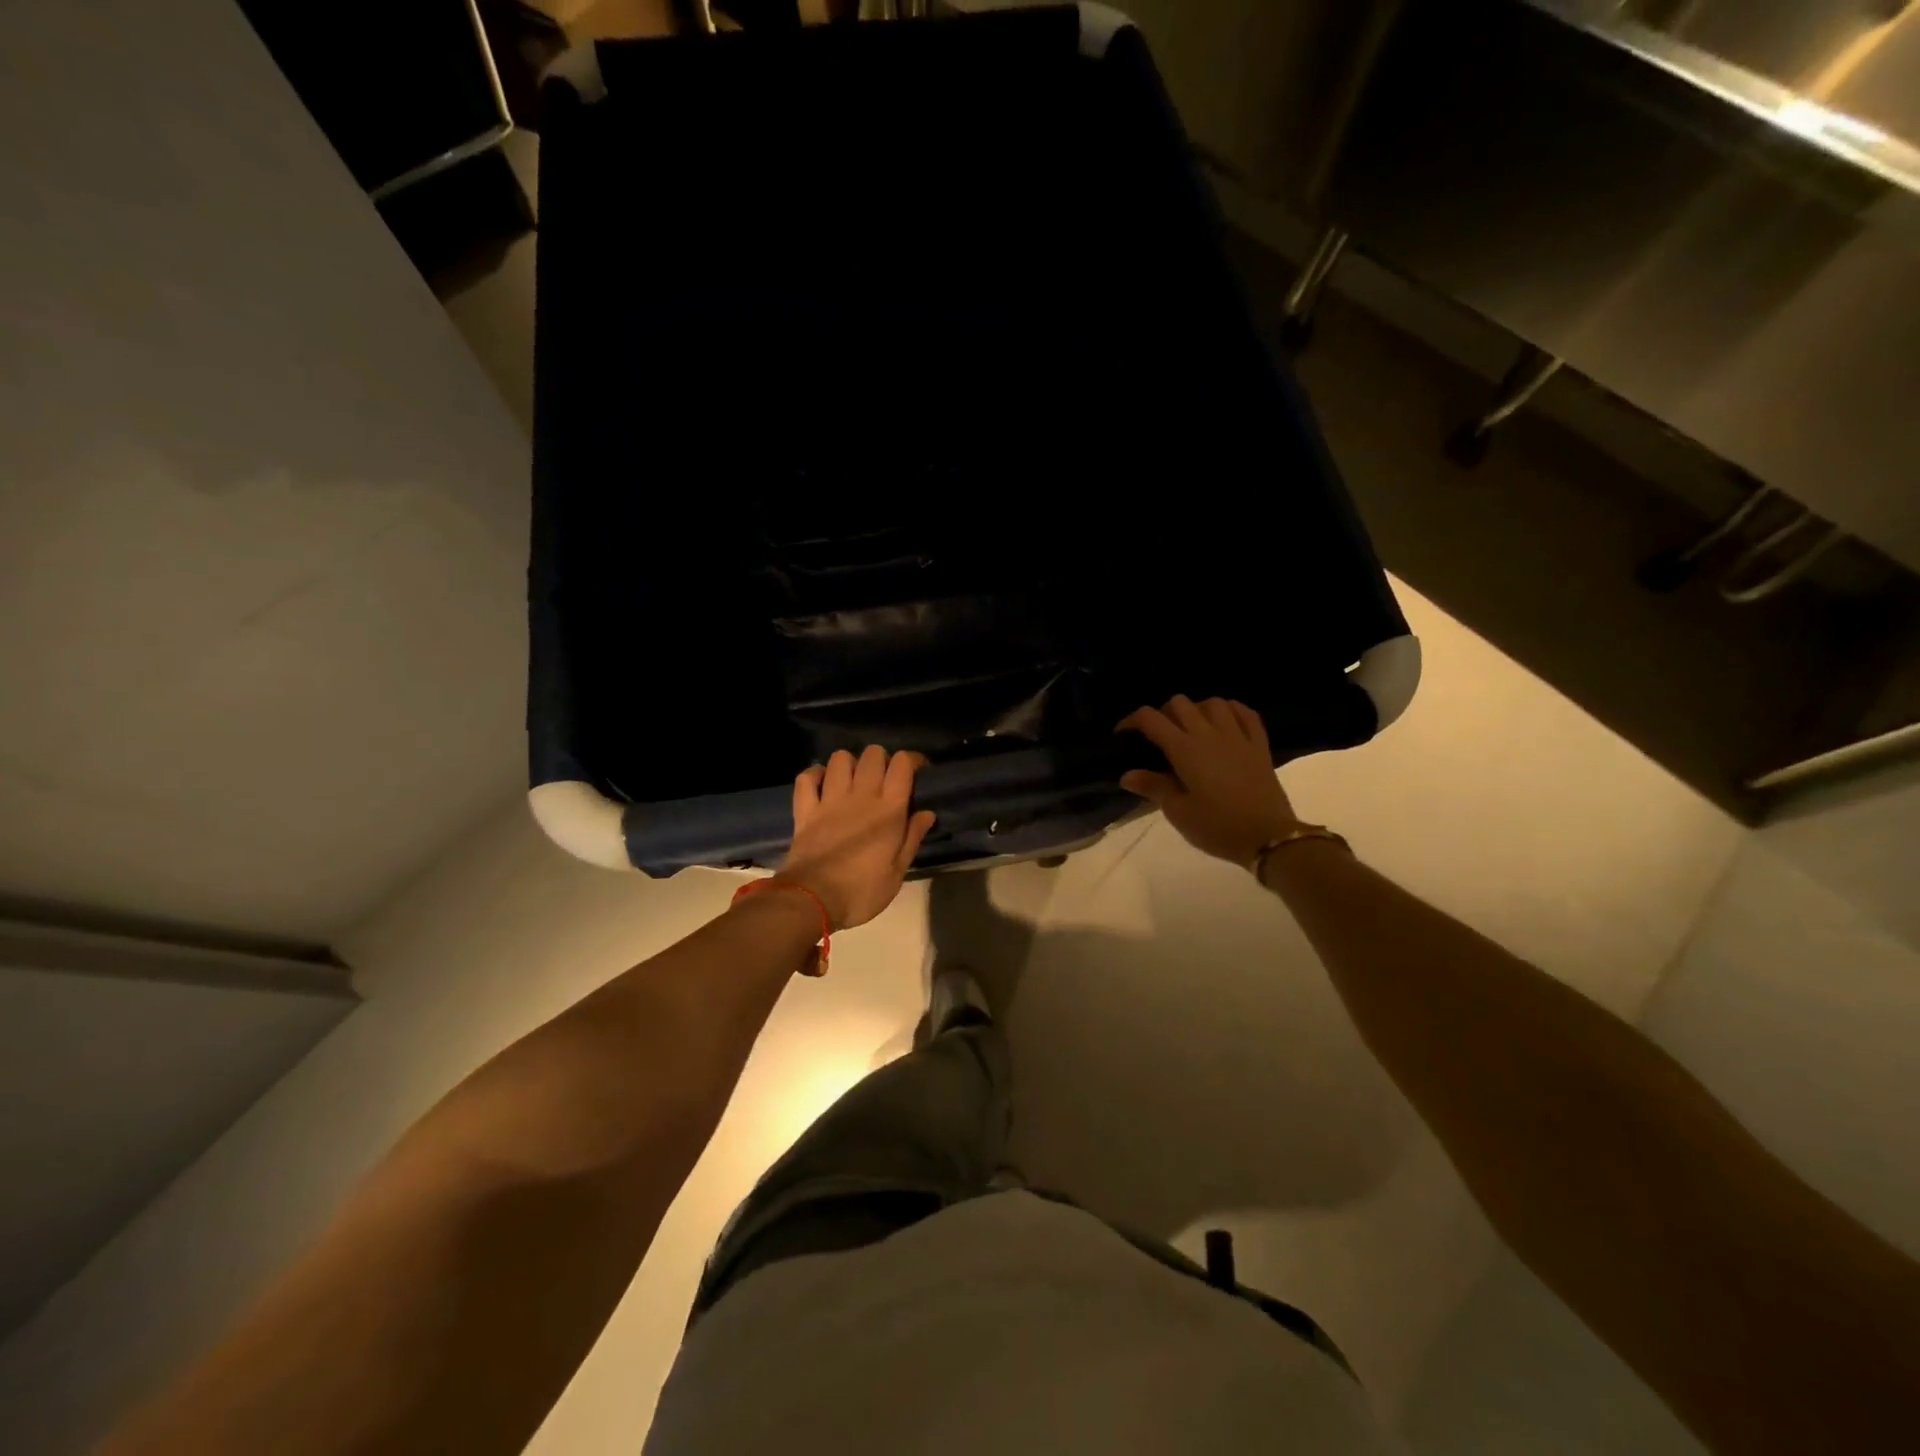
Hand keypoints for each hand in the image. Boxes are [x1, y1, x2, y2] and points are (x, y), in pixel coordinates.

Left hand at [780, 746, 936, 929]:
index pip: (901, 765)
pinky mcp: (805, 809)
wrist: (812, 900)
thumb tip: (927, 813)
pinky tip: (822, 783)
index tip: (916, 771)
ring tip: (854, 780)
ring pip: (840, 758)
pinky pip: (806, 778)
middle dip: (881, 759)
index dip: (910, 760)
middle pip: (872, 754)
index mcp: (888, 810)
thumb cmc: (862, 892)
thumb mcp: (897, 873)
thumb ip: (912, 838)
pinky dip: (814, 775)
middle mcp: (860, 795)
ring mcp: (829, 800)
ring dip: (850, 764)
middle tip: (884, 778)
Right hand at [1117, 696, 1302, 865]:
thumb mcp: (1178, 812)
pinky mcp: (1259, 744)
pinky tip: (1225, 722)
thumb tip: (1127, 775)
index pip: (1151, 719)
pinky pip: (1245, 713)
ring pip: (1213, 702)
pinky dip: (1231, 710)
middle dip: (1163, 713)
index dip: (1132, 721)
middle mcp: (1208, 733)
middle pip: (1179, 703)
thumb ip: (1153, 787)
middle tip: (1159, 736)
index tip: (1123, 735)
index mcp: (1184, 749)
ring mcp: (1237, 735)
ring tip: (1192, 728)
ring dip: (1197, 709)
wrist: (1268, 836)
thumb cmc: (1217, 826)